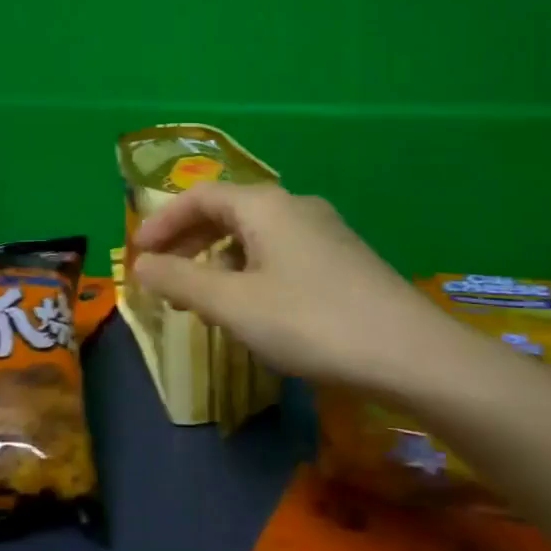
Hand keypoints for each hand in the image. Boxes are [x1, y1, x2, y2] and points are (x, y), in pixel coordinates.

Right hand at [131, 183, 456, 391]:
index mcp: (264, 205)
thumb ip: (179, 280)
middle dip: (187, 241)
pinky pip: (279, 253)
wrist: (412, 354)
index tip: (137, 255)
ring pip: (254, 235)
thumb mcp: (232, 304)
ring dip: (217, 259)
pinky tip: (250, 306)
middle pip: (226, 211)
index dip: (161, 223)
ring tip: (200, 297)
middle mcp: (294, 206)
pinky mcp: (343, 259)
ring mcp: (324, 231)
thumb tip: (140, 266)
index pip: (199, 196)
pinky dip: (248, 270)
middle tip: (162, 275)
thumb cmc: (310, 322)